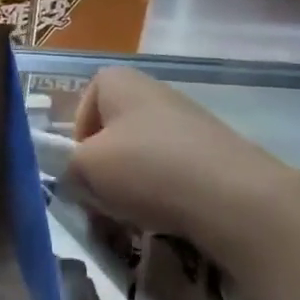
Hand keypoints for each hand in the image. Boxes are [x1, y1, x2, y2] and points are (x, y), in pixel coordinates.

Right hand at [65, 66, 298, 243]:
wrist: (232, 197)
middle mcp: (156, 93)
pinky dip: (162, 194)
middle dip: (103, 164)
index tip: (80, 164)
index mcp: (121, 82)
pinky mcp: (214, 153)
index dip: (76, 132)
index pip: (86, 98)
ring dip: (130, 184)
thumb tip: (76, 174)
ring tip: (131, 212)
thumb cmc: (146, 169)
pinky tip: (164, 216)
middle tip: (100, 195)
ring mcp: (190, 123)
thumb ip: (67, 166)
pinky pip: (172, 172)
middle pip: (114, 129)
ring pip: (141, 155)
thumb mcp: (85, 167)